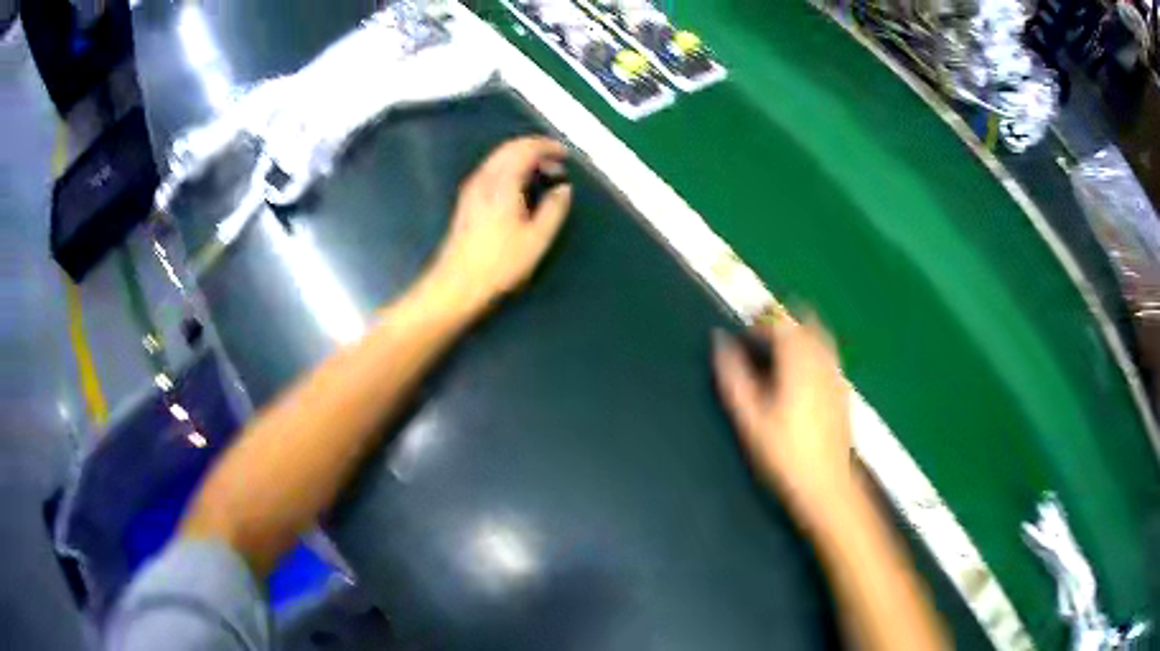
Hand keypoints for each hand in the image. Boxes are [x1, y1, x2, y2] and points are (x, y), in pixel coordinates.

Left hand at [426, 136, 571, 316]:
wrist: (458, 283)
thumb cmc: (499, 264)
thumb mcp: (537, 240)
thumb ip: (554, 209)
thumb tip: (564, 189)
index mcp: (502, 183)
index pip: (525, 149)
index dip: (547, 147)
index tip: (565, 155)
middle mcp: (484, 178)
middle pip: (510, 148)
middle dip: (536, 149)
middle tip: (557, 164)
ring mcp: (472, 188)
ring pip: (499, 158)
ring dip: (522, 158)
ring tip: (543, 175)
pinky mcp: (467, 200)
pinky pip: (491, 170)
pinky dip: (510, 168)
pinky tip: (520, 187)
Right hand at [713, 316, 853, 520]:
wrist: (826, 484)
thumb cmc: (783, 453)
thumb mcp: (749, 417)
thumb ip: (733, 375)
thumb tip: (719, 341)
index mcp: (798, 360)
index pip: (779, 323)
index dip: (757, 325)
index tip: (740, 340)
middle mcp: (822, 359)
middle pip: (804, 323)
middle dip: (780, 326)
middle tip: (758, 344)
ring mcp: (836, 374)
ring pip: (819, 337)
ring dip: (797, 338)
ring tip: (776, 359)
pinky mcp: (842, 390)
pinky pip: (827, 355)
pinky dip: (810, 353)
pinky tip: (798, 379)